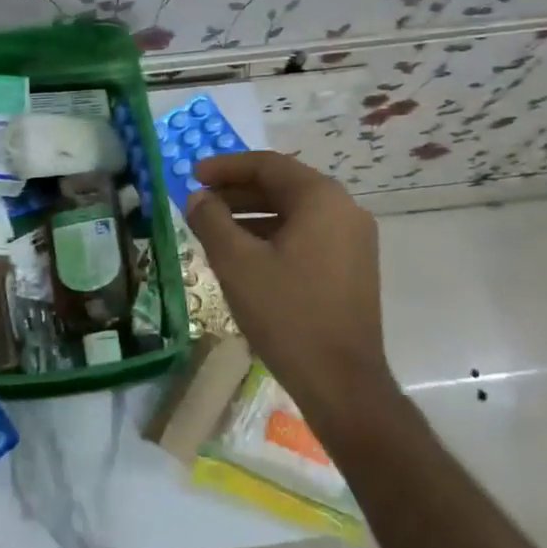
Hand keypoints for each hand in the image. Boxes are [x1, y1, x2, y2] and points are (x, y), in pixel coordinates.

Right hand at [186, 152, 393, 414]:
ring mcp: (353, 240)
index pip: (268, 165)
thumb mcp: (237, 263)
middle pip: (283, 186)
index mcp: (322, 199)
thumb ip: (211, 221)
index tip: (192, 175)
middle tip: (200, 201)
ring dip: (252, 215)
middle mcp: (345, 210)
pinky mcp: (352, 267)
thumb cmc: (287, 314)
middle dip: (237, 191)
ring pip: (295, 213)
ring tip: (214, 228)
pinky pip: (307, 235)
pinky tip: (245, 254)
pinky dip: (273, 235)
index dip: (225, 167)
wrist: (341, 382)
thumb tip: (197, 197)